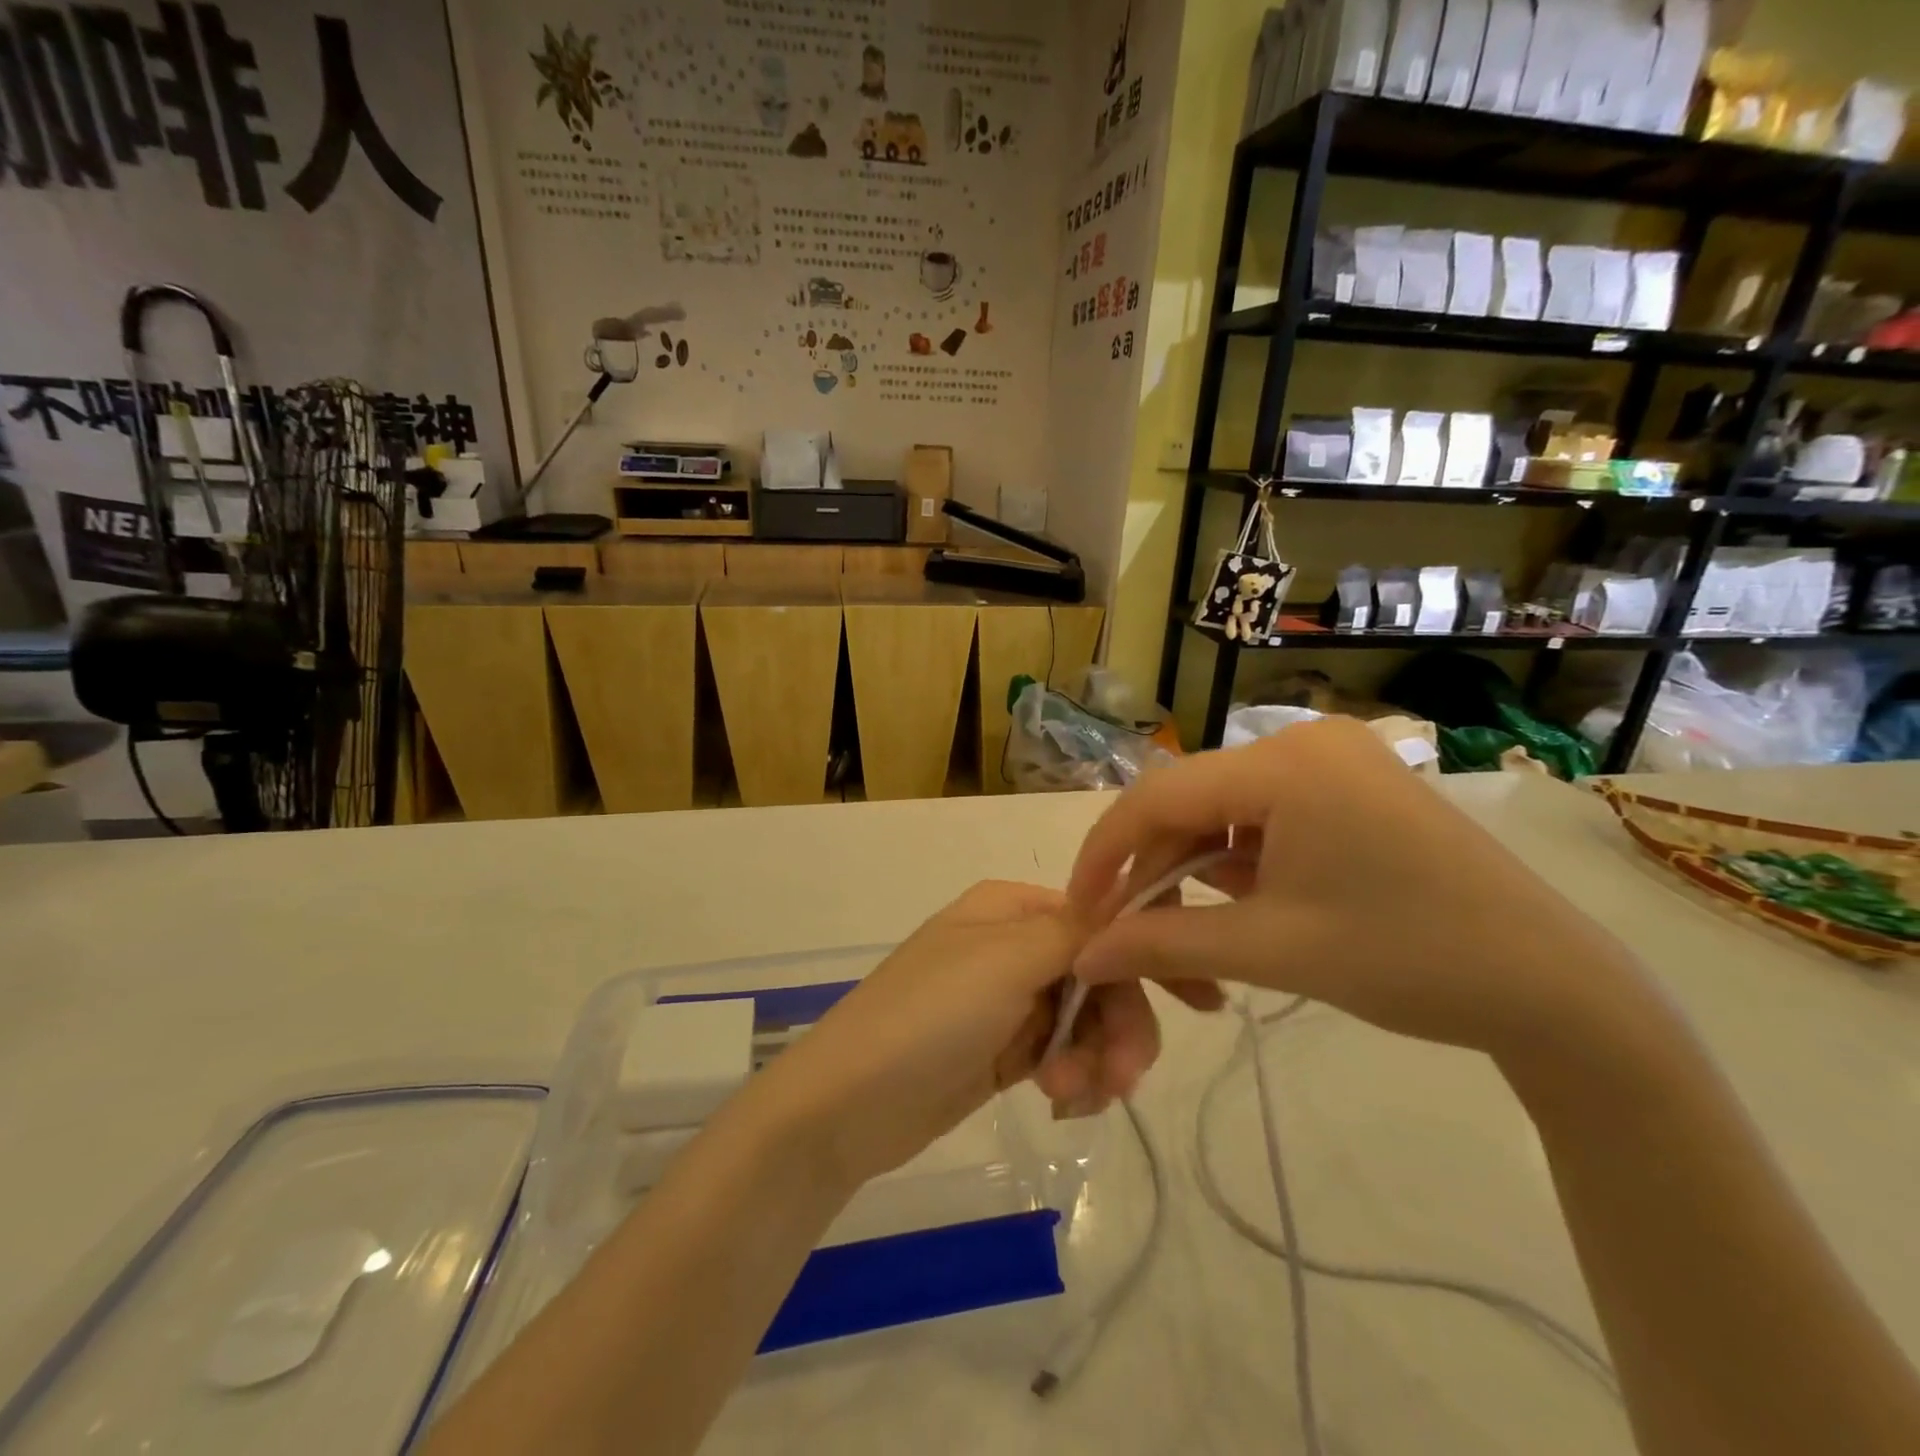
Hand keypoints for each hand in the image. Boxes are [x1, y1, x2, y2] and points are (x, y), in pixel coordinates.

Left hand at [745, 882, 1171, 1188]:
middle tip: (1127, 1076)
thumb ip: (1076, 930)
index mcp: (1012, 908)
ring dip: (1097, 1059)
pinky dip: (1074, 1077)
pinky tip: (1061, 1102)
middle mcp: (1014, 945)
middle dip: (1121, 1024)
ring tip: (1076, 1095)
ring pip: (1088, 1020)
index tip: (1204, 999)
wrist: (847, 1105)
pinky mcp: (1005, 1051)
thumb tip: (1131, 900)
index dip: (1150, 954)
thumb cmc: (928, 1016)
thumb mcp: (1005, 960)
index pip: (1101, 918)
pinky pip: (1064, 1054)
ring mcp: (1009, 1001)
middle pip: (1101, 975)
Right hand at [1066, 716, 1649, 1061]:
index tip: (1080, 910)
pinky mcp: (1351, 787)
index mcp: (1284, 764)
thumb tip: (1083, 955)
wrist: (1554, 989)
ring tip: (1189, 939)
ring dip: (1194, 873)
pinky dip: (1237, 863)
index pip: (1157, 796)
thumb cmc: (1407, 961)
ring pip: (1224, 813)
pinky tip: (1239, 909)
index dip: (1105, 852)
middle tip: (1132, 938)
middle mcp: (1302, 742)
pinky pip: (1265, 817)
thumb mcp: (1269, 951)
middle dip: (1152, 872)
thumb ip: (1162, 944)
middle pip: (1189, 803)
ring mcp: (1332, 760)